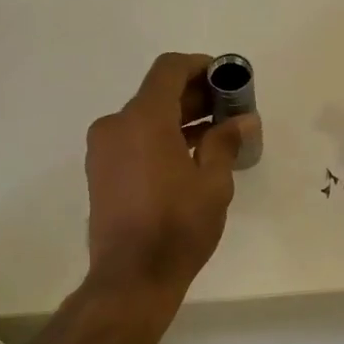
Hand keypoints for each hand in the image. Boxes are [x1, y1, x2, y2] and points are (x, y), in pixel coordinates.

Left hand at [84, 53, 244, 302]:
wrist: (131, 277)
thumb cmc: (178, 227)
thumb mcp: (213, 183)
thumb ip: (225, 142)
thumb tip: (243, 118)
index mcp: (143, 119)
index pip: (169, 70)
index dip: (200, 66)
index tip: (227, 78)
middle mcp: (116, 125)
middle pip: (157, 93)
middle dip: (195, 96)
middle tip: (230, 110)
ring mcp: (103, 149)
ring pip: (144, 118)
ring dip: (178, 118)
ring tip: (216, 136)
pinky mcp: (100, 171)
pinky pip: (133, 139)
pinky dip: (160, 138)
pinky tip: (189, 157)